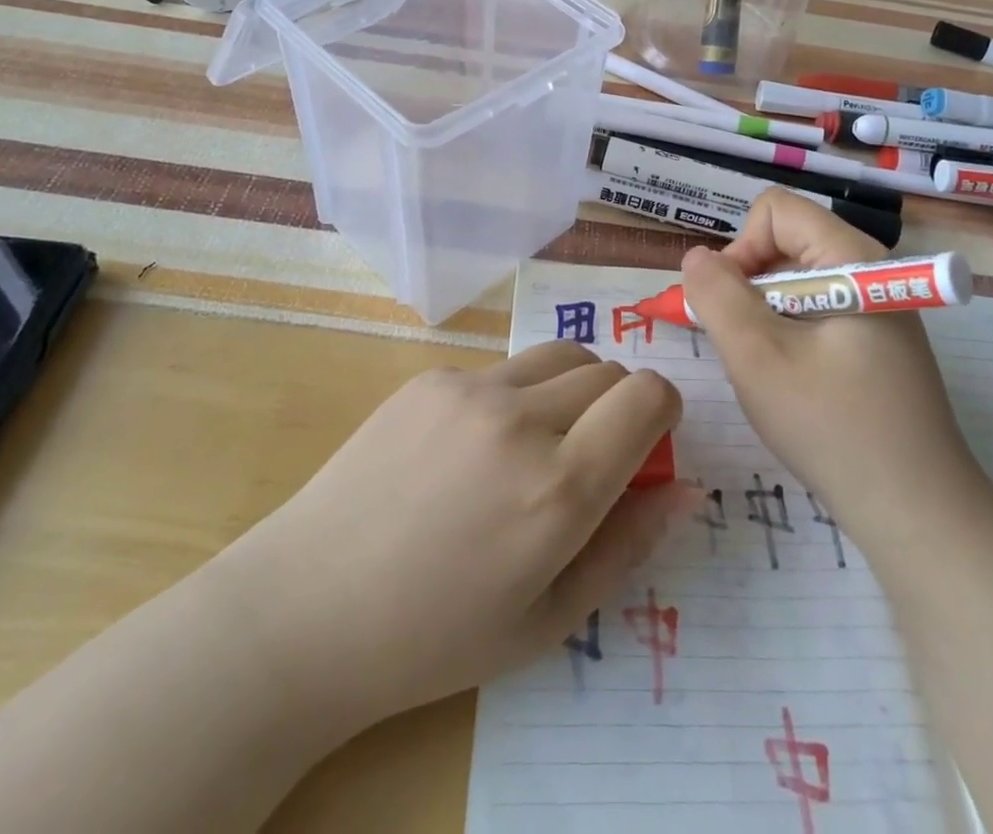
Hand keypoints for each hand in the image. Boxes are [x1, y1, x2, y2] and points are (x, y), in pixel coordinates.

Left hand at [220, 342, 685, 727]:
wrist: (306, 610)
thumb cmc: (436, 637)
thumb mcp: (549, 618)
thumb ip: (629, 544)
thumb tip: (687, 487)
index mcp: (559, 489)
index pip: (647, 397)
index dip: (663, 411)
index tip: (648, 442)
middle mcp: (521, 420)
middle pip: (609, 370)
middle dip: (619, 405)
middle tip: (589, 456)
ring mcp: (471, 389)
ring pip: (561, 356)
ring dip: (573, 388)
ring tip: (538, 442)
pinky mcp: (432, 376)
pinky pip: (503, 369)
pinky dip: (515, 396)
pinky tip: (471, 449)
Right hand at [680, 189, 990, 537]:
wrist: (919, 515)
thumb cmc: (834, 428)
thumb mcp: (758, 358)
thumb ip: (717, 296)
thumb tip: (696, 257)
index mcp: (851, 257)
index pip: (776, 210)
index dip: (741, 248)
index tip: (732, 308)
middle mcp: (868, 269)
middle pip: (785, 242)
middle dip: (749, 285)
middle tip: (744, 346)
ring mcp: (878, 306)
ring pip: (795, 280)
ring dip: (765, 316)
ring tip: (768, 370)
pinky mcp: (878, 341)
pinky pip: (816, 311)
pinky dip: (789, 335)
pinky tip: (794, 384)